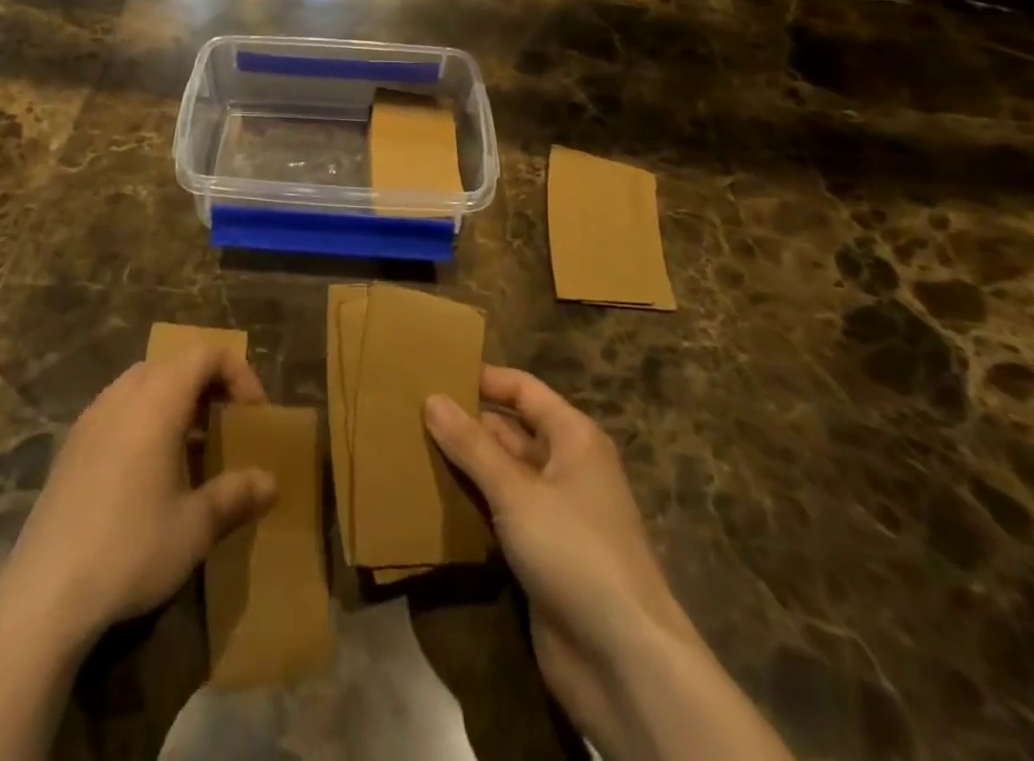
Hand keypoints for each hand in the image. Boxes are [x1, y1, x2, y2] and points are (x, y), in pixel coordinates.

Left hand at [0, 347, 279, 648]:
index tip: (255, 414)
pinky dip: (146, 416)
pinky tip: (150, 468)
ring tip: (194, 445)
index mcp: (157, 400)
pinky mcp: (72, 444)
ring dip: (176, 399)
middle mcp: (123, 394)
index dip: (238, 372)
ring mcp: (92, 416)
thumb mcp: (195, 527)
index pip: (205, 354)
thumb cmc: (130, 549)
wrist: (44, 593)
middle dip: (209, 384)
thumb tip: (271, 483)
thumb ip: (236, 496)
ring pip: (144, 382)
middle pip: (174, 362)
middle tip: (229, 423)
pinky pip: (119, 406)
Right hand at [425, 367, 693, 753]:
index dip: (482, 379)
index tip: (433, 372)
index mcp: (573, 437)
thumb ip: (471, 445)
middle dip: (465, 423)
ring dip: (463, 465)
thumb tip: (432, 398)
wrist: (624, 661)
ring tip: (409, 447)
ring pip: (501, 474)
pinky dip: (470, 505)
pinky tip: (431, 498)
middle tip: (409, 412)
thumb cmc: (575, 551)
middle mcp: (565, 467)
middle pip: (509, 431)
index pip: (522, 389)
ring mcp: (554, 513)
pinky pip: (499, 514)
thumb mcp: (517, 491)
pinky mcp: (540, 554)